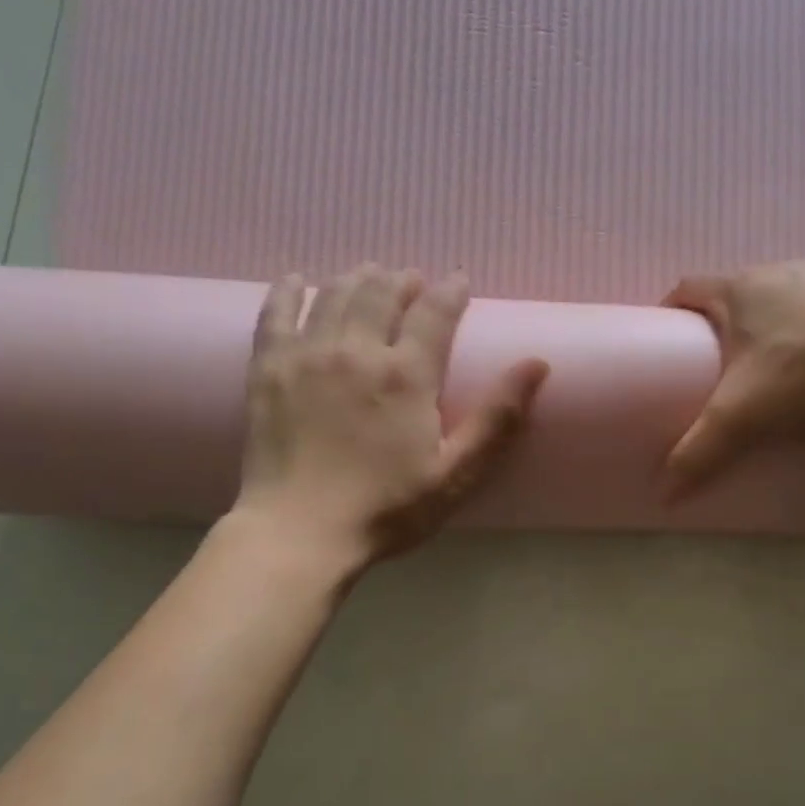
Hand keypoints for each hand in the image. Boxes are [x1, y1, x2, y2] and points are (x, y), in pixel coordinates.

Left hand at [235, 265, 548, 562]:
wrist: (299, 532)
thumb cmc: (387, 509)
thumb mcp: (456, 473)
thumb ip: (497, 419)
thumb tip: (537, 364)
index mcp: (407, 375)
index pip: (434, 314)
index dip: (450, 292)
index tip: (459, 280)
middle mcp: (357, 351)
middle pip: (380, 294)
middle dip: (400, 281)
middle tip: (410, 279)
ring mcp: (307, 356)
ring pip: (334, 296)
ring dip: (356, 279)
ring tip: (368, 273)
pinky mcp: (267, 370)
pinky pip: (276, 314)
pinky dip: (288, 292)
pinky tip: (295, 280)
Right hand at [661, 261, 804, 491]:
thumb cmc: (801, 370)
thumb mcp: (741, 415)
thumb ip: (700, 451)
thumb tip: (665, 495)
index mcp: (739, 289)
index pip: (688, 288)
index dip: (672, 309)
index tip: (667, 335)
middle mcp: (779, 271)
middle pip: (737, 290)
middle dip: (723, 320)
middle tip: (718, 360)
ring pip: (783, 295)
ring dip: (771, 320)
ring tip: (771, 361)